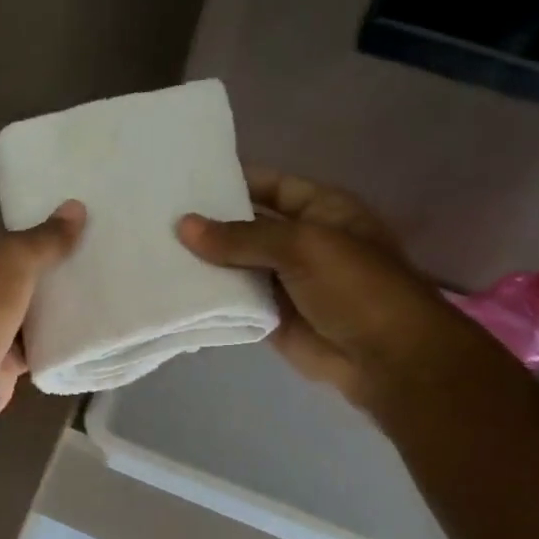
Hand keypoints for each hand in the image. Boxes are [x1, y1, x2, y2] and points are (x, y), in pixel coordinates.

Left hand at [0, 200, 85, 408]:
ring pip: (22, 308)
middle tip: (84, 265)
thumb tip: (77, 207)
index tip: (67, 238)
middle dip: (43, 272)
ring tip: (90, 292)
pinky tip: (80, 326)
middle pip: (12, 274)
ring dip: (48, 306)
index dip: (30, 237)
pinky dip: (49, 336)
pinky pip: (30, 340)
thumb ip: (47, 237)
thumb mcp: (15, 258)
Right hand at [177, 169, 491, 412]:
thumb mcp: (301, 247)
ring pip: (236, 265)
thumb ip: (241, 237)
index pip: (270, 185)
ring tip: (152, 248)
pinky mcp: (269, 316)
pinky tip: (170, 287)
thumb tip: (183, 225)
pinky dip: (208, 297)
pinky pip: (233, 301)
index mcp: (320, 210)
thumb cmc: (356, 287)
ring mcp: (284, 281)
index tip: (184, 179)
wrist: (385, 358)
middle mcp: (300, 241)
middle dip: (209, 223)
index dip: (233, 180)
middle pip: (247, 226)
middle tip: (155, 215)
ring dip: (203, 262)